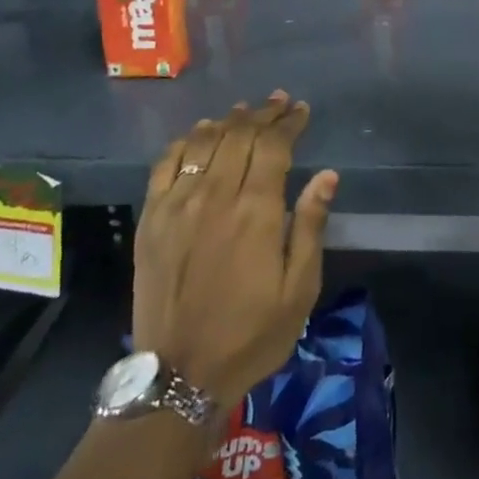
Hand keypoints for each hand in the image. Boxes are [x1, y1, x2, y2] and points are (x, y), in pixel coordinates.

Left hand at [132, 92, 337, 410]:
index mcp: (256, 211)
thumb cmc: (252, 335)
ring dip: (227, 120)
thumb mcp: (300, 289)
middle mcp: (215, 196)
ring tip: (244, 111)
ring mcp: (178, 205)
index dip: (288, 122)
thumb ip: (310, 226)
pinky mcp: (151, 219)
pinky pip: (166, 164)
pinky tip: (199, 134)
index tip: (300, 109)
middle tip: (278, 102)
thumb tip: (327, 175)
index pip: (274, 146)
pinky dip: (186, 141)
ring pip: (204, 142)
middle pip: (240, 136)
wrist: (180, 376)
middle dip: (262, 114)